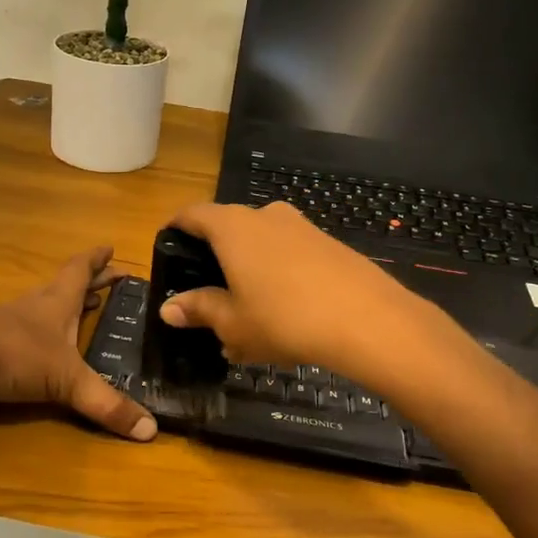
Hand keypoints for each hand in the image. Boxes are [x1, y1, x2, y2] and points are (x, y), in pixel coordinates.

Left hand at [0, 247, 155, 441]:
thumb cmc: (13, 356)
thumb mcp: (66, 381)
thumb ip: (106, 404)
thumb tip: (151, 430)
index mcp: (56, 302)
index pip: (80, 271)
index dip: (97, 260)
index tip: (110, 247)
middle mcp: (34, 305)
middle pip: (65, 285)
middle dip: (90, 282)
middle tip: (111, 278)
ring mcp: (8, 322)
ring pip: (44, 306)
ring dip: (66, 305)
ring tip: (85, 309)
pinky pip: (25, 330)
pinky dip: (43, 331)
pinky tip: (43, 346)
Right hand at [157, 203, 429, 377]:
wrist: (368, 320)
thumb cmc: (284, 318)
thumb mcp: (233, 323)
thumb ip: (199, 309)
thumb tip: (168, 308)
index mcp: (233, 227)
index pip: (192, 214)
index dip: (176, 229)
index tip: (168, 249)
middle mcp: (265, 216)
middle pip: (228, 229)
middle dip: (215, 261)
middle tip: (208, 299)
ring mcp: (301, 227)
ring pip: (262, 245)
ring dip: (249, 273)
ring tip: (247, 318)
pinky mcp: (329, 244)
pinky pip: (290, 255)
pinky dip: (278, 277)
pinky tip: (284, 317)